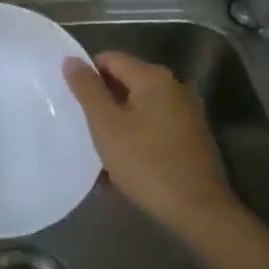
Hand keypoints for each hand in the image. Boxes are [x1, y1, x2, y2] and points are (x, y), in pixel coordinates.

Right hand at [63, 52, 239, 239]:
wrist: (197, 209)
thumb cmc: (145, 162)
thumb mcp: (106, 125)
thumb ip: (87, 89)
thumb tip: (71, 59)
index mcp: (153, 77)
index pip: (111, 59)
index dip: (87, 74)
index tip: (71, 99)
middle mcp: (173, 87)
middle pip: (126, 82)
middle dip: (102, 102)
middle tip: (81, 125)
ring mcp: (184, 113)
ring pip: (138, 108)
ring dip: (117, 123)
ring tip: (97, 148)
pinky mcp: (189, 137)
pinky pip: (152, 127)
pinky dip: (134, 137)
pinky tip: (120, 164)